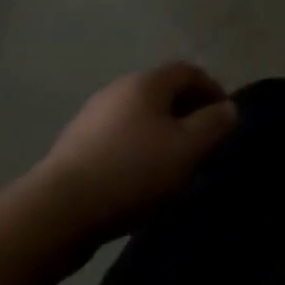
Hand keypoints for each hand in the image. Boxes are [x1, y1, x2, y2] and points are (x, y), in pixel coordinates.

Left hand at [32, 63, 238, 240]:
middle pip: (163, 93)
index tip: (225, 121)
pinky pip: (118, 141)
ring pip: (139, 119)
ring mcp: (92, 118)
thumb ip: (214, 125)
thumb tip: (229, 109)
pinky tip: (138, 184)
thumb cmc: (131, 172)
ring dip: (161, 137)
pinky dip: (136, 154)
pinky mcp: (74, 149)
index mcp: (147, 82)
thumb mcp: (187, 149)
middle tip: (202, 146)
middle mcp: (119, 90)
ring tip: (172, 169)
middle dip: (187, 115)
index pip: (189, 71)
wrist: (54, 213)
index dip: (212, 91)